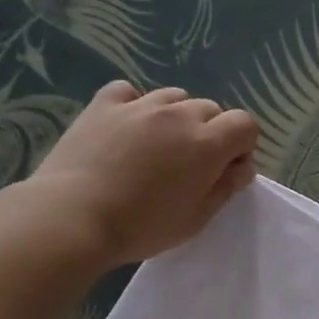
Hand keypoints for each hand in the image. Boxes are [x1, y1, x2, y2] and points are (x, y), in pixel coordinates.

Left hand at [25, 81, 259, 266]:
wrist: (74, 218)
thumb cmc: (142, 227)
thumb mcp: (196, 219)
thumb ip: (225, 188)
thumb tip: (240, 167)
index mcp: (207, 144)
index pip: (245, 124)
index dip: (241, 147)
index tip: (226, 171)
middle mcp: (178, 115)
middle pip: (210, 109)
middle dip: (211, 132)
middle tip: (190, 166)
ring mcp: (139, 105)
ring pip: (174, 97)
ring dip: (176, 117)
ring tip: (158, 146)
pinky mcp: (104, 104)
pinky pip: (129, 92)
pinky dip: (135, 104)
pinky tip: (127, 127)